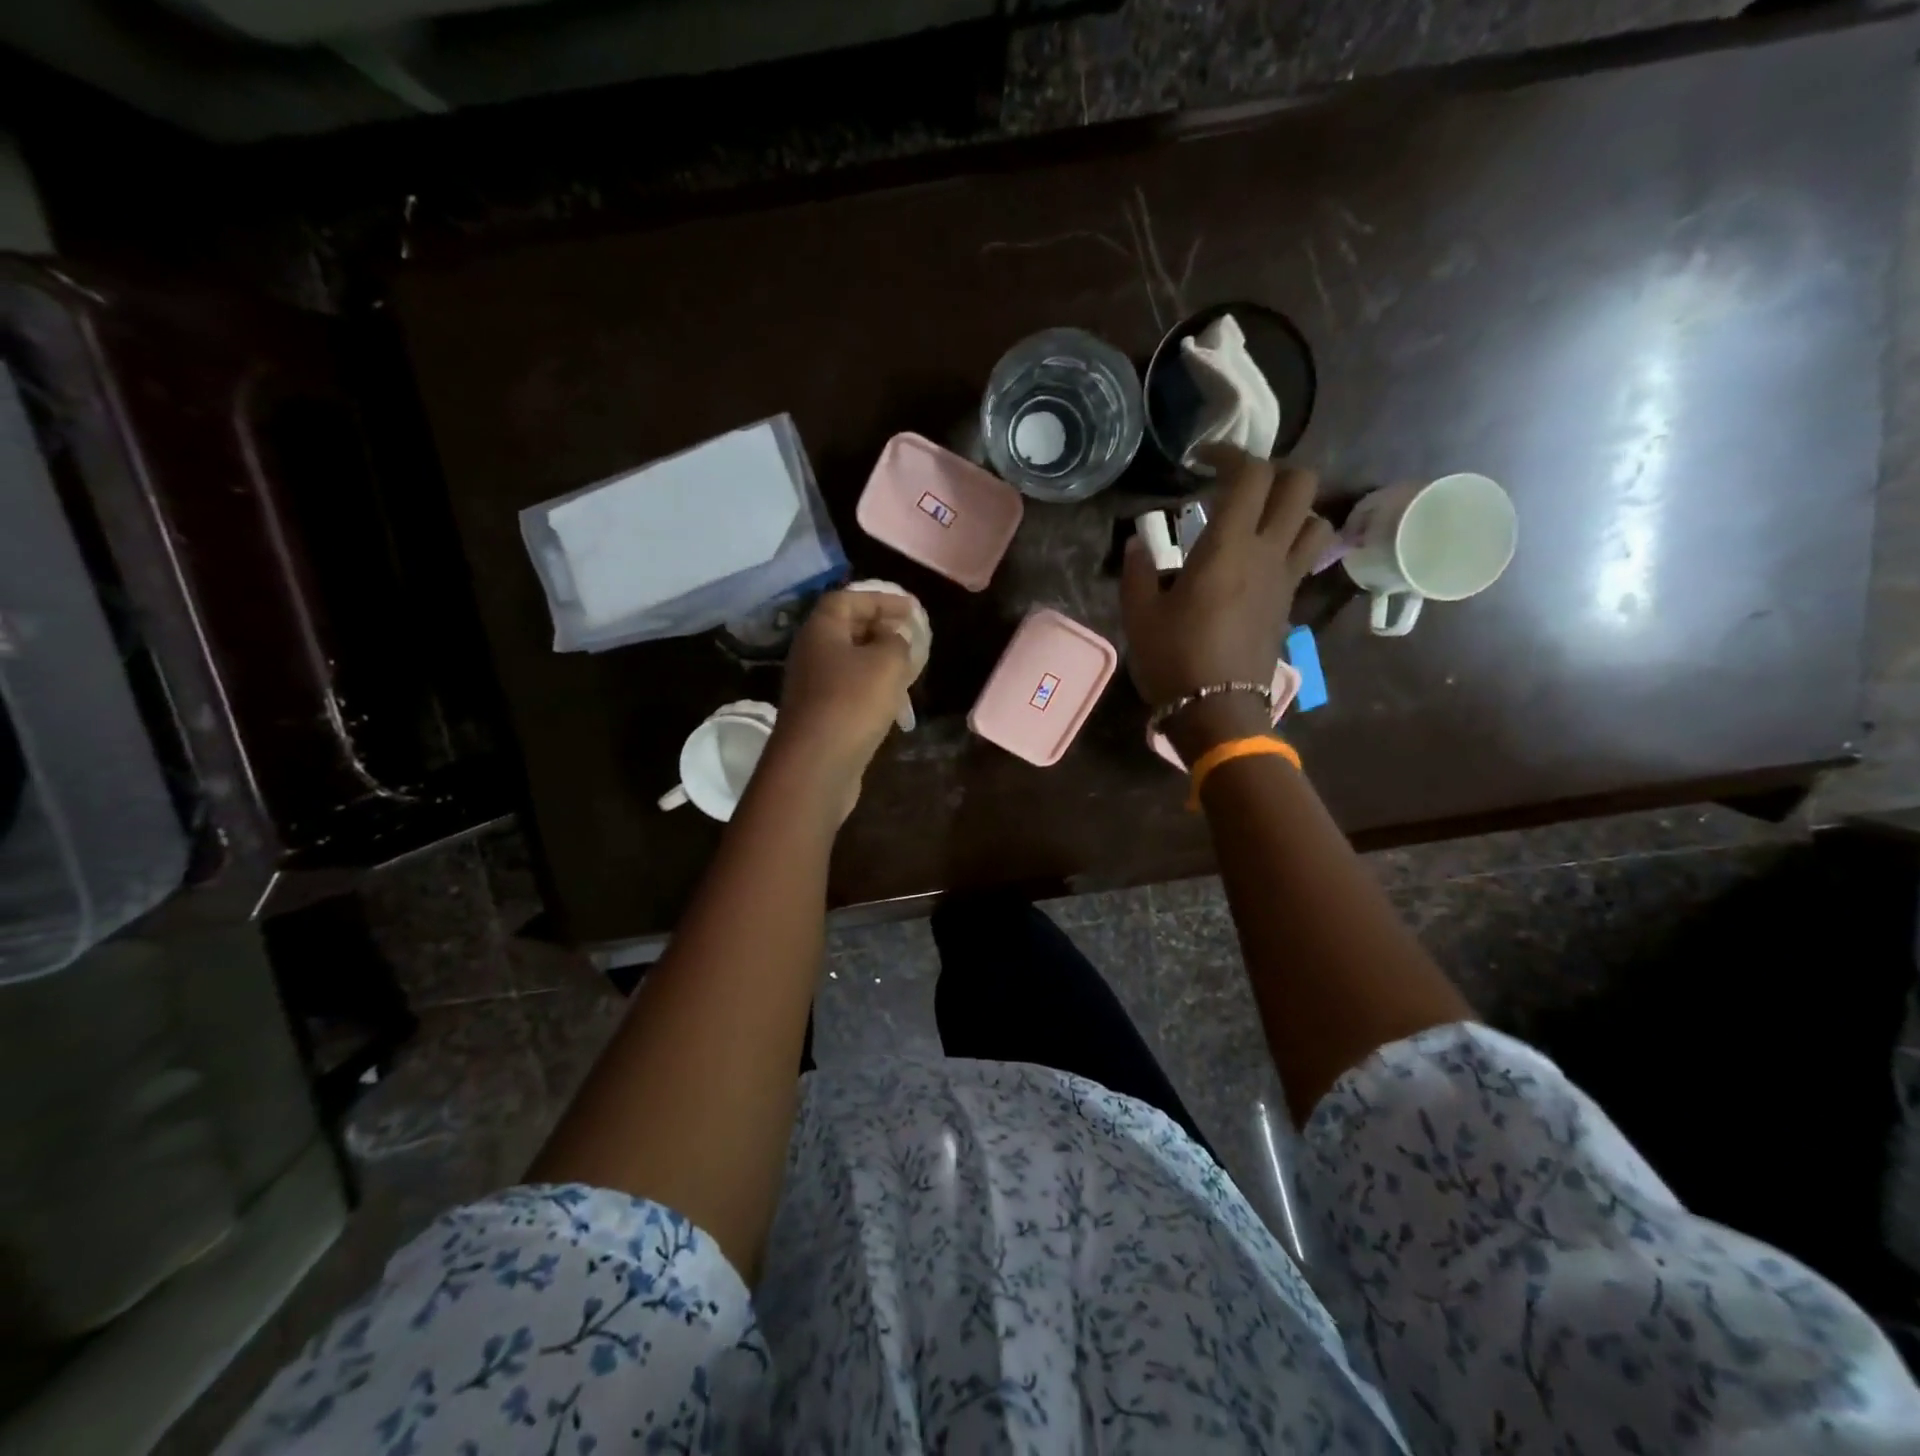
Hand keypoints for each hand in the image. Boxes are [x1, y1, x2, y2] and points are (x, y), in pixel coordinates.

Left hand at [765, 588, 916, 821]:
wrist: (817, 766)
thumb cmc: (852, 702)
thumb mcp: (887, 662)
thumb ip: (898, 641)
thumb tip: (896, 637)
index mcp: (821, 630)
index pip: (847, 599)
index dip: (880, 599)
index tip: (911, 609)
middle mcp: (811, 653)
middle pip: (846, 629)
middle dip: (881, 628)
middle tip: (912, 635)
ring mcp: (813, 687)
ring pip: (850, 662)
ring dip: (879, 660)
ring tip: (910, 668)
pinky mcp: (821, 715)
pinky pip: (849, 689)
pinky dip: (873, 687)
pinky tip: (895, 701)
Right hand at [1121, 449, 1332, 759]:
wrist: (1217, 710)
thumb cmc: (1174, 659)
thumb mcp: (1139, 614)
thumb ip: (1139, 570)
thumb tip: (1139, 543)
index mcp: (1228, 547)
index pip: (1250, 475)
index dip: (1230, 454)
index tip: (1202, 460)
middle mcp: (1267, 553)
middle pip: (1300, 484)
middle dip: (1272, 471)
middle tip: (1237, 485)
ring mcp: (1285, 579)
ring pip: (1314, 520)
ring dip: (1291, 508)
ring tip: (1257, 519)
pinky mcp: (1289, 603)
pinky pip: (1304, 556)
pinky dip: (1289, 542)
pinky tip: (1258, 559)